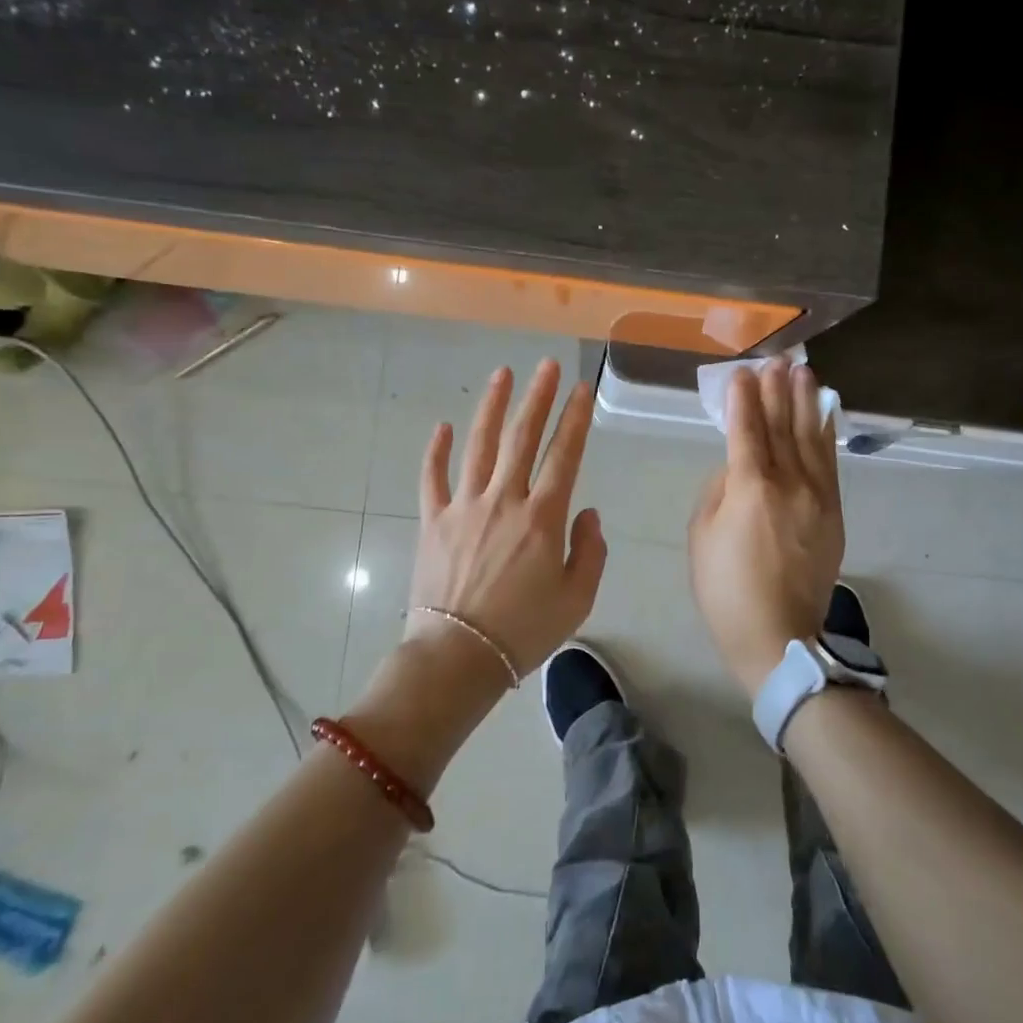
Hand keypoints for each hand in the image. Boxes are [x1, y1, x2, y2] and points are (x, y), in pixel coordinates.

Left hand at [404, 359, 607, 678]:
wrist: (458, 656)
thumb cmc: (524, 632)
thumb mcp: (577, 598)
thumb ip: (589, 551)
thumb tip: (587, 514)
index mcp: (542, 518)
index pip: (564, 456)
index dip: (574, 419)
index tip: (581, 389)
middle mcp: (504, 500)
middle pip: (522, 438)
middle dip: (537, 397)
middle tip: (546, 365)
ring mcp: (463, 507)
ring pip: (479, 446)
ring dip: (491, 407)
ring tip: (501, 375)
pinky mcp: (432, 522)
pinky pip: (432, 478)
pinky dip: (435, 451)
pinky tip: (440, 426)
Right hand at [688, 359, 844, 697]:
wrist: (778, 635)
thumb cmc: (725, 589)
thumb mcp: (701, 536)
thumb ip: (718, 491)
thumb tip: (735, 468)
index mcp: (750, 488)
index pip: (746, 430)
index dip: (743, 398)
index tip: (742, 373)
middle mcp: (789, 483)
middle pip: (782, 426)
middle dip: (777, 390)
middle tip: (777, 360)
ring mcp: (817, 496)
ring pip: (811, 438)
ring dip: (805, 402)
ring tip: (802, 372)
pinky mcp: (833, 512)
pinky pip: (830, 462)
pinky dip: (826, 433)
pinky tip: (823, 412)